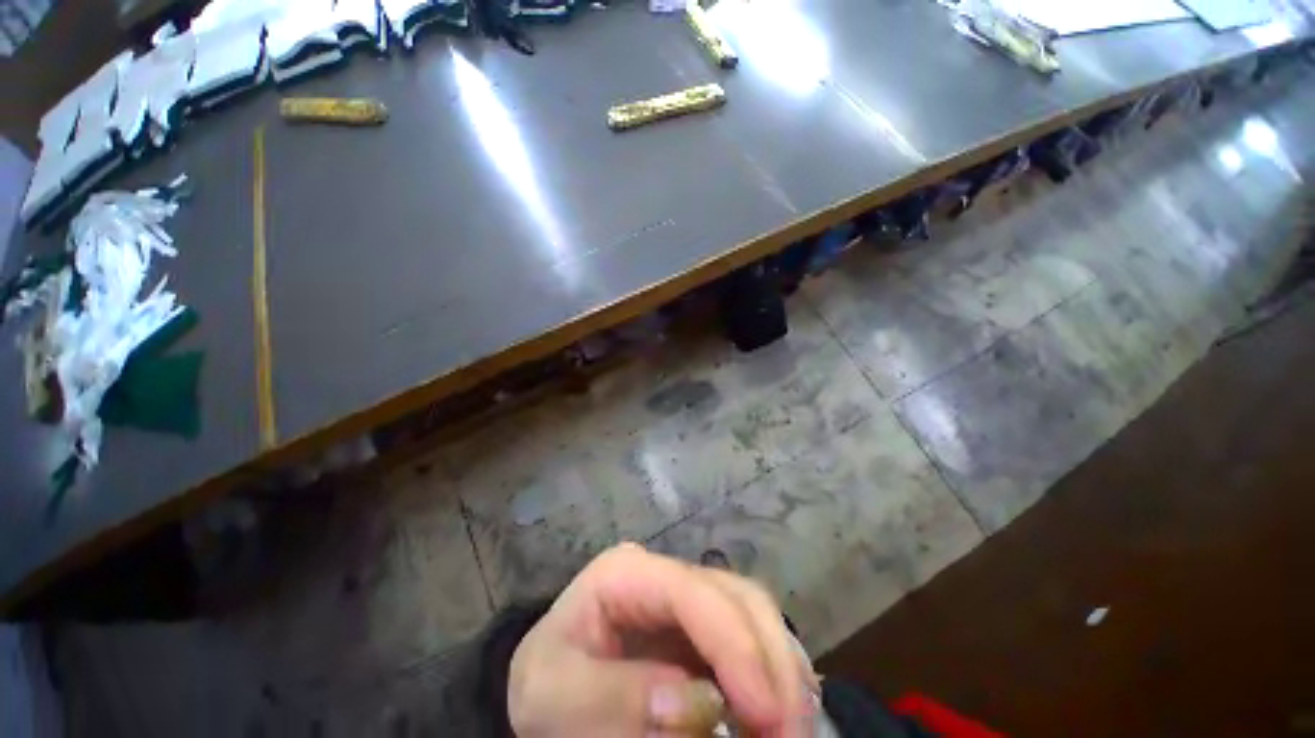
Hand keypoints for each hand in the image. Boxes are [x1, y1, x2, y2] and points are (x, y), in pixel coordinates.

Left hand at [508, 543, 816, 736]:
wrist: (551, 679)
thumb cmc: (548, 680)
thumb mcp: (553, 696)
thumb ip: (614, 699)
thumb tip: (699, 705)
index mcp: (626, 573)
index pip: (689, 591)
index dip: (735, 644)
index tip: (767, 715)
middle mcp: (666, 573)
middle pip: (735, 594)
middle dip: (771, 660)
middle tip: (790, 733)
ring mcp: (689, 593)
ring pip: (752, 610)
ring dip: (780, 667)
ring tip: (790, 727)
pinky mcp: (704, 622)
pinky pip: (752, 633)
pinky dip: (774, 669)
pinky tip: (781, 704)